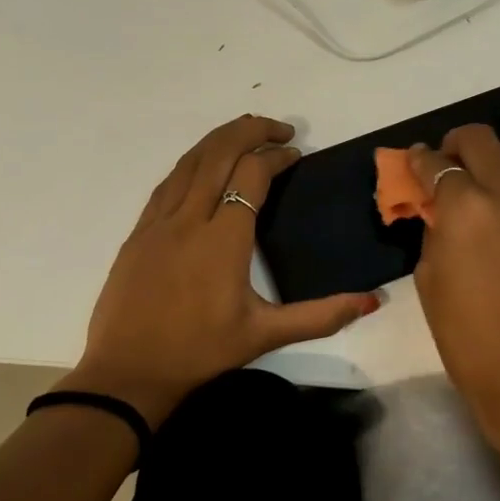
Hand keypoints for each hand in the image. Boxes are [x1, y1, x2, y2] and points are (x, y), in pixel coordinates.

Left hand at [68, 115, 380, 425]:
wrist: (127, 372)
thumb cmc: (200, 352)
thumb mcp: (265, 335)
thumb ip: (321, 315)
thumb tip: (372, 300)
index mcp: (223, 238)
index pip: (252, 174)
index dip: (276, 157)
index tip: (295, 155)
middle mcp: (189, 218)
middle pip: (219, 153)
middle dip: (250, 130)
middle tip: (279, 128)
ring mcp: (158, 222)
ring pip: (190, 161)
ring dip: (219, 139)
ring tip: (245, 132)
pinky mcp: (139, 231)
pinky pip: (169, 181)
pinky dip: (192, 162)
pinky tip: (203, 166)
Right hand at [407, 125, 499, 469]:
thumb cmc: (464, 332)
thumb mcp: (430, 276)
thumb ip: (433, 230)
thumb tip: (436, 209)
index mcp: (464, 206)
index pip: (436, 164)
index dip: (418, 160)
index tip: (411, 162)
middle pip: (480, 139)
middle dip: (454, 144)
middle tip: (441, 164)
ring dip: (490, 155)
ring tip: (473, 180)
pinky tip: (493, 206)